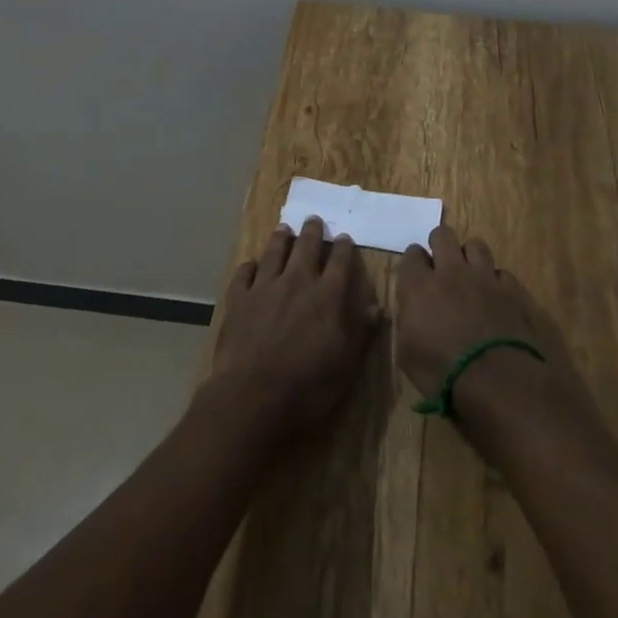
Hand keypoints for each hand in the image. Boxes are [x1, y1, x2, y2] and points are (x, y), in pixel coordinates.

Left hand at [201, 217, 381, 442]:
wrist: (252, 397)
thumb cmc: (307, 385)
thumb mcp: (346, 364)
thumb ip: (361, 332)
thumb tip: (378, 308)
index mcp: (327, 295)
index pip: (340, 261)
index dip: (343, 247)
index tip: (344, 237)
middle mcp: (297, 281)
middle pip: (306, 247)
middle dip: (312, 231)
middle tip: (313, 220)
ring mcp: (265, 288)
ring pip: (274, 253)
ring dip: (280, 239)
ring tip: (284, 229)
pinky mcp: (239, 300)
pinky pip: (243, 274)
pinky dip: (248, 267)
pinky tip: (250, 265)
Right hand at [393, 225, 583, 410]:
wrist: (498, 380)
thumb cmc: (444, 374)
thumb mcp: (408, 354)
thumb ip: (408, 320)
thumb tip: (412, 309)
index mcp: (420, 286)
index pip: (411, 254)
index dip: (413, 263)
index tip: (415, 275)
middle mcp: (451, 271)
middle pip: (443, 235)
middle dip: (440, 245)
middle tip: (441, 265)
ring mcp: (485, 276)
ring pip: (475, 245)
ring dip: (470, 257)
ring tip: (470, 276)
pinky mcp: (512, 288)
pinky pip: (501, 272)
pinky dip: (496, 282)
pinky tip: (497, 298)